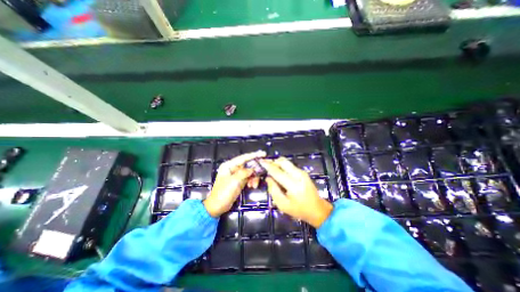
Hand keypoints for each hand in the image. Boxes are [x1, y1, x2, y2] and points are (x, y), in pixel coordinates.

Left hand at [204, 151, 265, 217]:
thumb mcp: (234, 181)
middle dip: (255, 170)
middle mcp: (233, 168)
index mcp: (229, 165)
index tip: (263, 154)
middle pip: (248, 165)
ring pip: (249, 172)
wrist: (218, 206)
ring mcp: (236, 175)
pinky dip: (251, 181)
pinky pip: (248, 178)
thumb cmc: (223, 193)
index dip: (254, 155)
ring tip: (254, 185)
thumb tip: (253, 169)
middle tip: (262, 172)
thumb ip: (244, 173)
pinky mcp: (239, 181)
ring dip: (253, 177)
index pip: (243, 157)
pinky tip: (252, 186)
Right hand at [260, 157, 332, 227]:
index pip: (277, 172)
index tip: (260, 161)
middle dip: (273, 162)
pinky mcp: (303, 172)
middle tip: (266, 167)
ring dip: (278, 164)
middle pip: (283, 162)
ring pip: (286, 162)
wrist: (317, 209)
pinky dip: (283, 166)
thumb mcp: (283, 205)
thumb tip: (268, 178)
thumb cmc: (299, 210)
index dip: (267, 166)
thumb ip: (273, 190)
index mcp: (293, 185)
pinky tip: (280, 173)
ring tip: (272, 171)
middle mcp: (298, 175)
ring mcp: (302, 172)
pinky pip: (290, 165)